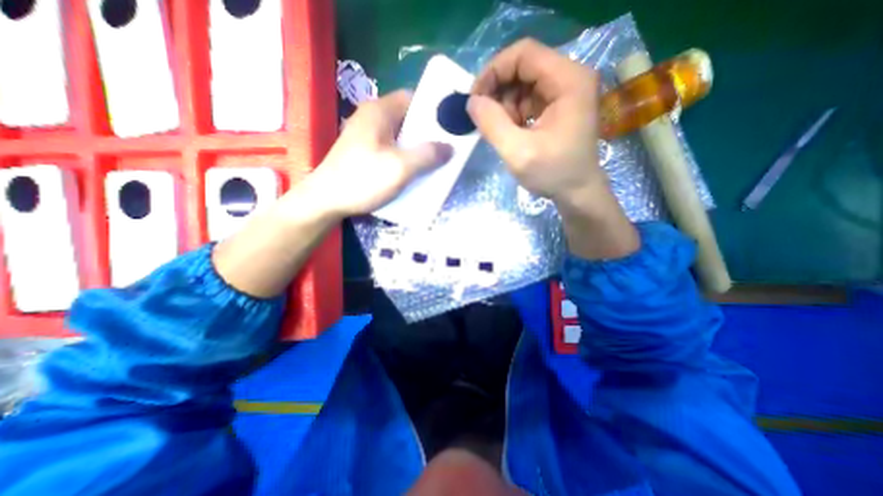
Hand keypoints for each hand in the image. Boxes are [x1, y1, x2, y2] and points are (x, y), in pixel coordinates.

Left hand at [307, 89, 455, 216]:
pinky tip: (411, 171)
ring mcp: (365, 135)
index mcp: (379, 111)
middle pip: (406, 118)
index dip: (432, 111)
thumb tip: (450, 147)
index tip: (448, 128)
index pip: (412, 98)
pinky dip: (403, 156)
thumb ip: (428, 155)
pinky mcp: (363, 151)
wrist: (326, 200)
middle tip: (445, 149)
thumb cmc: (363, 179)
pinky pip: (390, 148)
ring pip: (399, 135)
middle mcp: (371, 117)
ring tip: (432, 162)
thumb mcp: (401, 167)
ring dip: (415, 148)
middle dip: (426, 133)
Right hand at [473, 39, 638, 259]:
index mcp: (568, 80)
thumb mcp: (518, 152)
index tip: (475, 98)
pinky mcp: (560, 105)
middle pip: (524, 66)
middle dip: (498, 90)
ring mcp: (566, 91)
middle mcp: (571, 77)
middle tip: (485, 117)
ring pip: (523, 83)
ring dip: (505, 105)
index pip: (524, 53)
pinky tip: (513, 132)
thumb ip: (492, 124)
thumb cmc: (553, 173)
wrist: (578, 192)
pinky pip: (529, 98)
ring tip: (503, 131)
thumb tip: (471, 102)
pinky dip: (514, 112)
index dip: (494, 70)